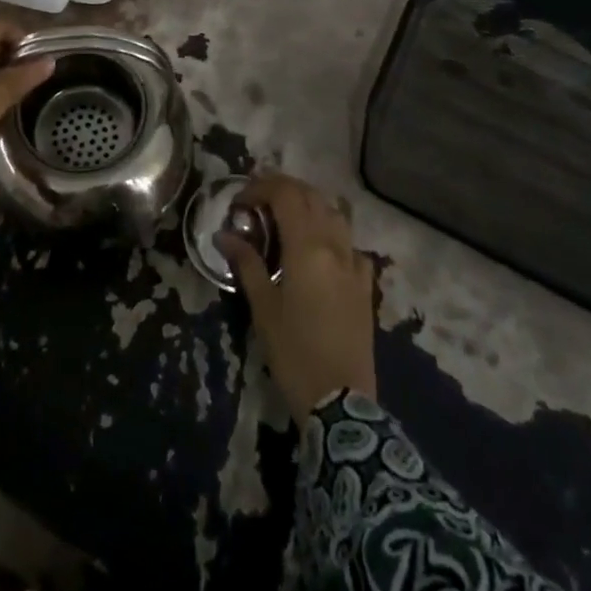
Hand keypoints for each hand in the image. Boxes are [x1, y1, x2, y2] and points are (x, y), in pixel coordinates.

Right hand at [222, 174, 377, 419]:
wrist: (341, 401)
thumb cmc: (294, 352)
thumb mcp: (263, 307)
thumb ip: (246, 264)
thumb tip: (225, 234)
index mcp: (307, 247)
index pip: (285, 195)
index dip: (260, 188)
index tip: (238, 203)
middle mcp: (335, 246)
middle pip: (311, 197)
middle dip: (282, 190)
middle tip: (256, 203)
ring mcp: (354, 264)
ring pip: (335, 214)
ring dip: (309, 205)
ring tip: (285, 218)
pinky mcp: (365, 285)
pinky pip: (351, 244)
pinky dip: (332, 234)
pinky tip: (320, 251)